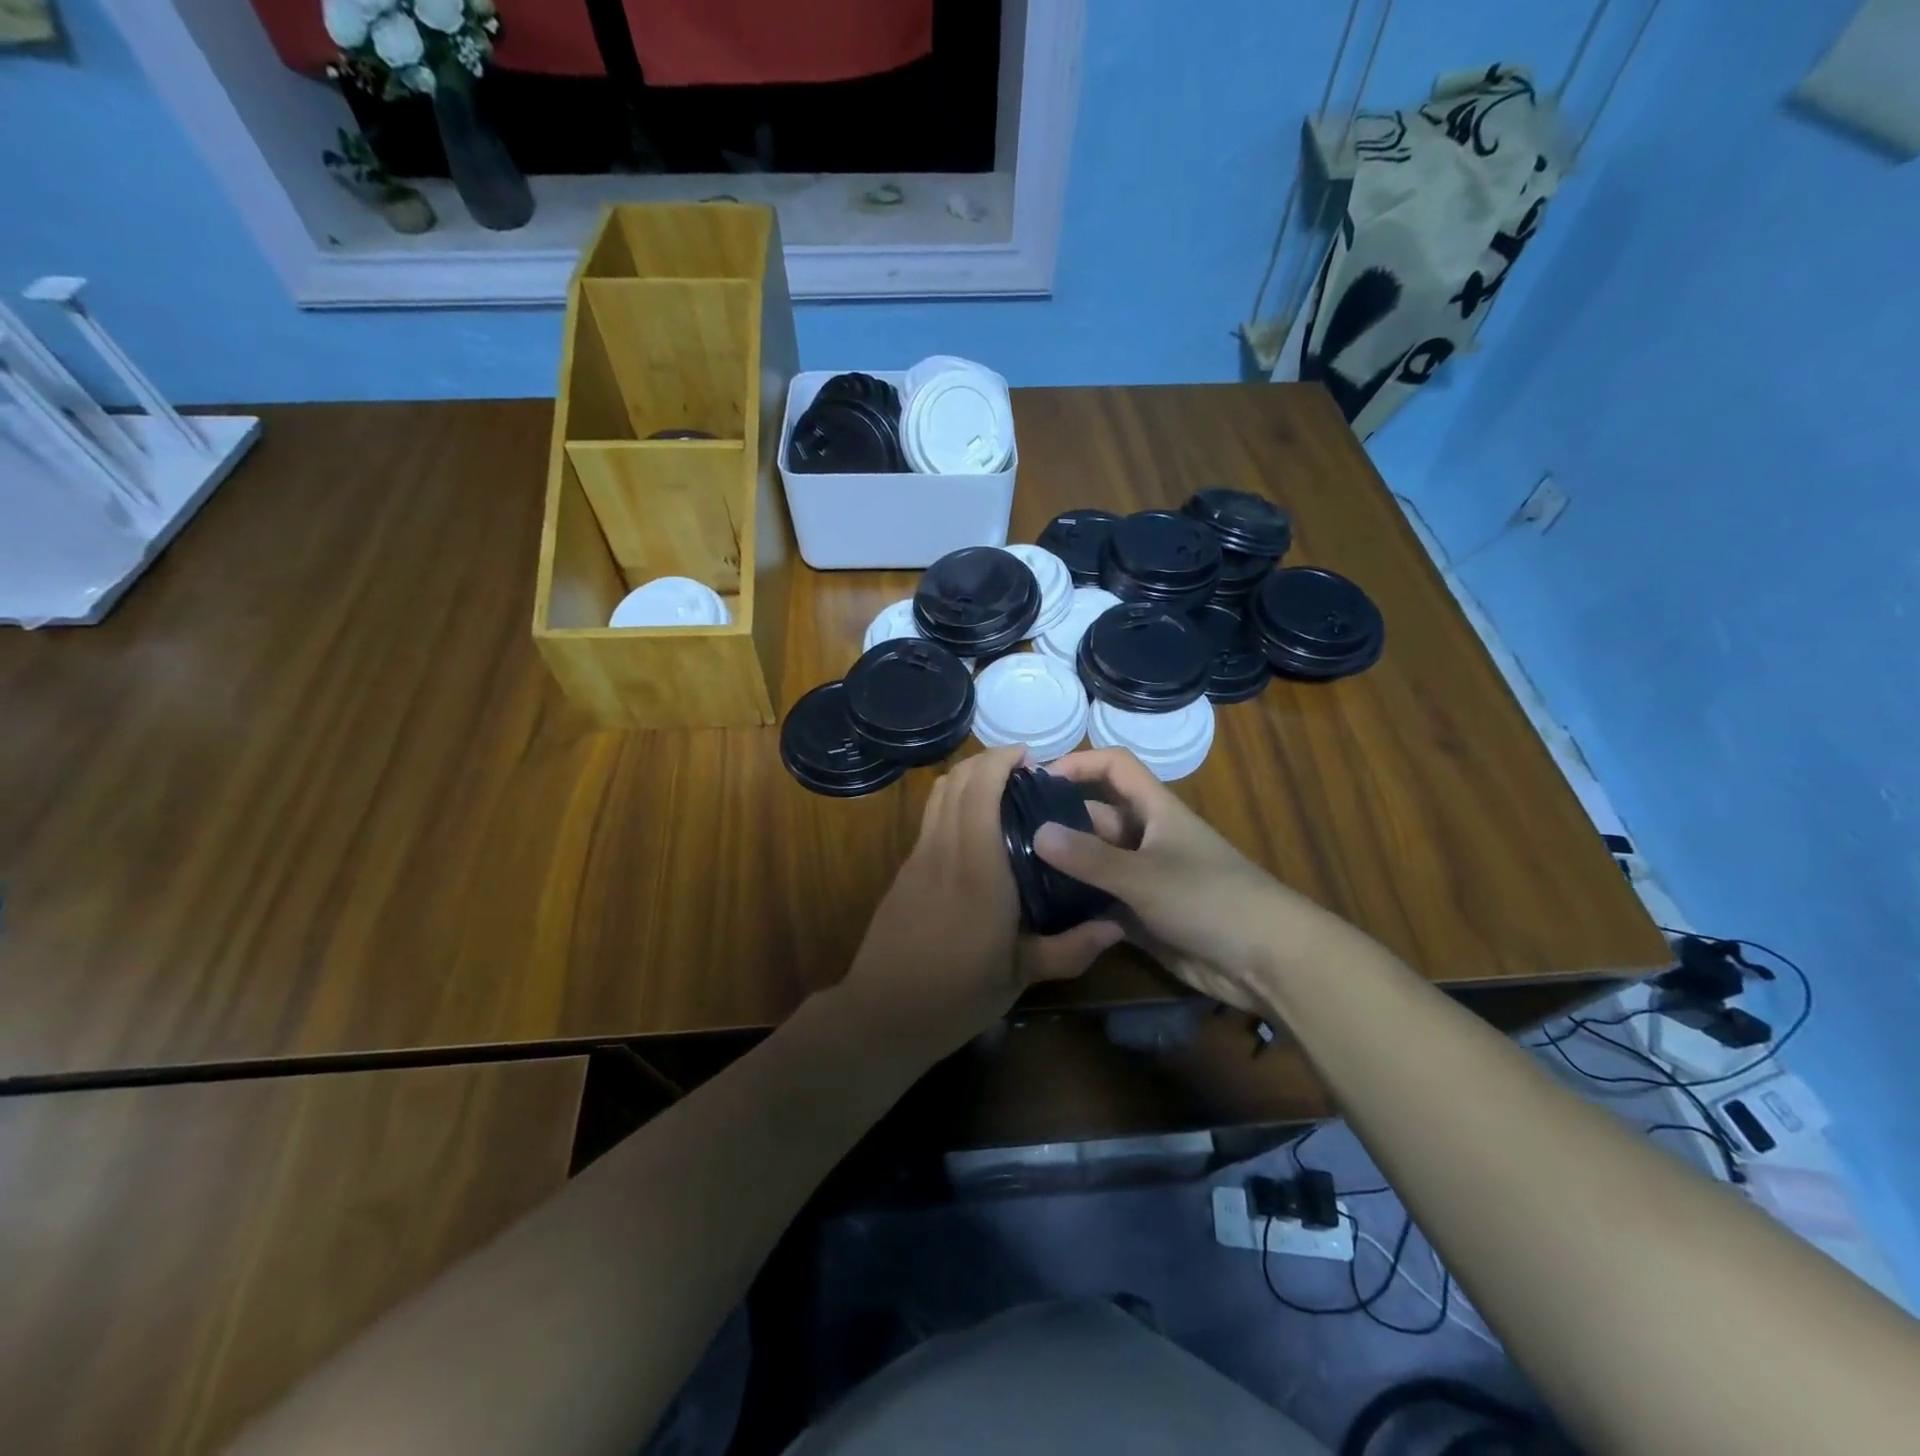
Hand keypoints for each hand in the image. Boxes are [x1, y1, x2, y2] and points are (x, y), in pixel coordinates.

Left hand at [839, 746, 1122, 1057]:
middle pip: (955, 781)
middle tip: (1024, 772)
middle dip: (987, 762)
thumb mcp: (1019, 978)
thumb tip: (1116, 926)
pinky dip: (953, 802)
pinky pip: (930, 818)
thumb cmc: (955, 996)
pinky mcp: (905, 870)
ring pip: (938, 796)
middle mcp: (944, 851)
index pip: (979, 791)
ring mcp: (918, 858)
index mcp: (977, 870)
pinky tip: (976, 829)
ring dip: (967, 778)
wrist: (881, 1014)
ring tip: (1002, 790)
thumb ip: (1070, 949)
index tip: (1031, 758)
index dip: (1000, 761)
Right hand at [1033, 748, 1340, 1014]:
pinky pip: (1101, 900)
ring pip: (1096, 861)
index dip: (1079, 763)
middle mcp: (1147, 838)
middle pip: (1097, 816)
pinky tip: (1042, 911)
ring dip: (1064, 866)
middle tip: (1009, 836)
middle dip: (1059, 821)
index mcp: (1155, 810)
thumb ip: (1089, 857)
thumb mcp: (1144, 875)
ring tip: (1015, 872)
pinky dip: (1077, 903)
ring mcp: (1145, 878)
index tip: (1037, 780)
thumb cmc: (1210, 899)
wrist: (1267, 961)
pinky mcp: (1143, 915)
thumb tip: (1036, 832)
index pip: (1115, 767)